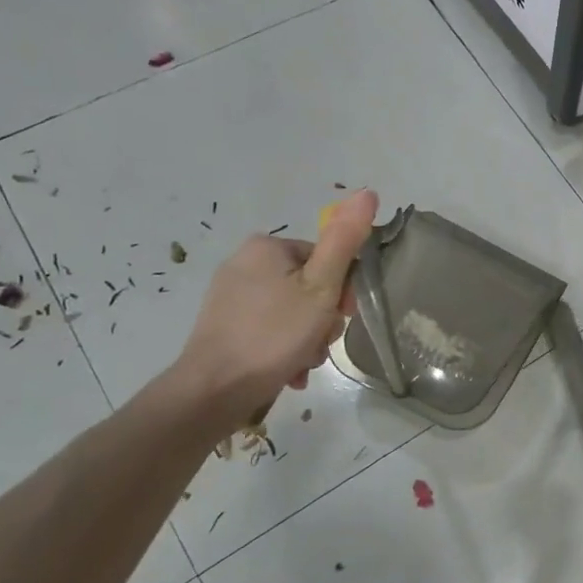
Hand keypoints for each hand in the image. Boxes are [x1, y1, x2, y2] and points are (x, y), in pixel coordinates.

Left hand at [169, 190, 378, 432]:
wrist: (214, 390)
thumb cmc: (274, 334)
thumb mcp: (321, 287)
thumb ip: (345, 241)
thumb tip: (368, 192)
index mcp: (267, 246)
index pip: (326, 260)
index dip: (342, 292)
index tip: (340, 318)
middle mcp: (244, 262)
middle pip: (309, 287)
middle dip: (321, 321)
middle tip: (318, 344)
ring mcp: (230, 295)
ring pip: (291, 312)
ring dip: (306, 339)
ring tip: (302, 363)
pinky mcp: (223, 325)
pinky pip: (269, 330)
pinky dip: (284, 349)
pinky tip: (287, 371)